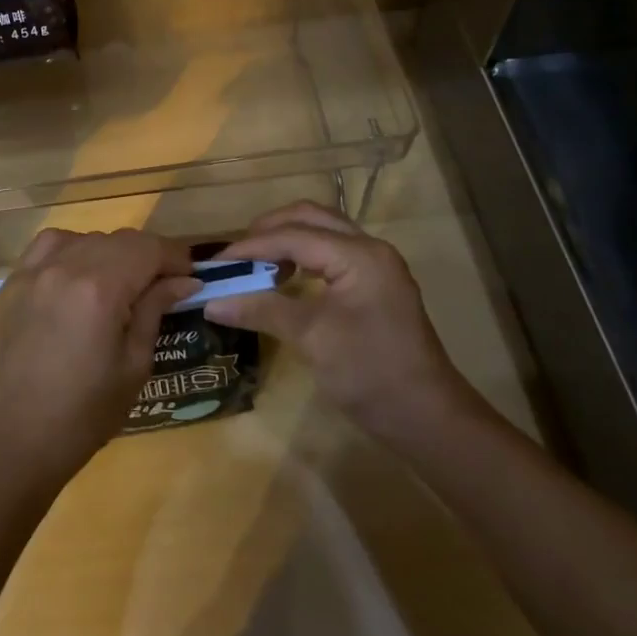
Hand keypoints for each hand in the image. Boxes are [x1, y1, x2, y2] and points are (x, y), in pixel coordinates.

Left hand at [0, 228, 198, 494]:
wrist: (14, 439)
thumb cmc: (84, 413)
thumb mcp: (134, 365)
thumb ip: (154, 311)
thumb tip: (183, 281)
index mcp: (100, 289)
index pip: (147, 248)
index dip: (174, 257)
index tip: (190, 276)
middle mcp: (65, 266)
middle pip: (118, 240)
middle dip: (147, 256)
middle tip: (162, 285)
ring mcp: (33, 271)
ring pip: (84, 239)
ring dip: (110, 252)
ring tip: (119, 282)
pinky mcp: (12, 282)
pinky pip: (48, 247)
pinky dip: (71, 250)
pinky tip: (78, 275)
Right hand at [204, 201, 484, 449]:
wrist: (426, 417)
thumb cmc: (370, 373)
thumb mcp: (311, 338)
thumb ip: (262, 309)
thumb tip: (210, 302)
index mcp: (359, 255)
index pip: (293, 235)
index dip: (251, 247)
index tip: (215, 264)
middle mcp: (369, 249)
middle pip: (310, 218)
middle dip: (269, 230)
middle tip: (236, 255)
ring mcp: (375, 266)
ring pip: (322, 232)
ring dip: (286, 240)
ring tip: (255, 264)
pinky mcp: (374, 285)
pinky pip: (331, 253)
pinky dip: (302, 256)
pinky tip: (283, 279)